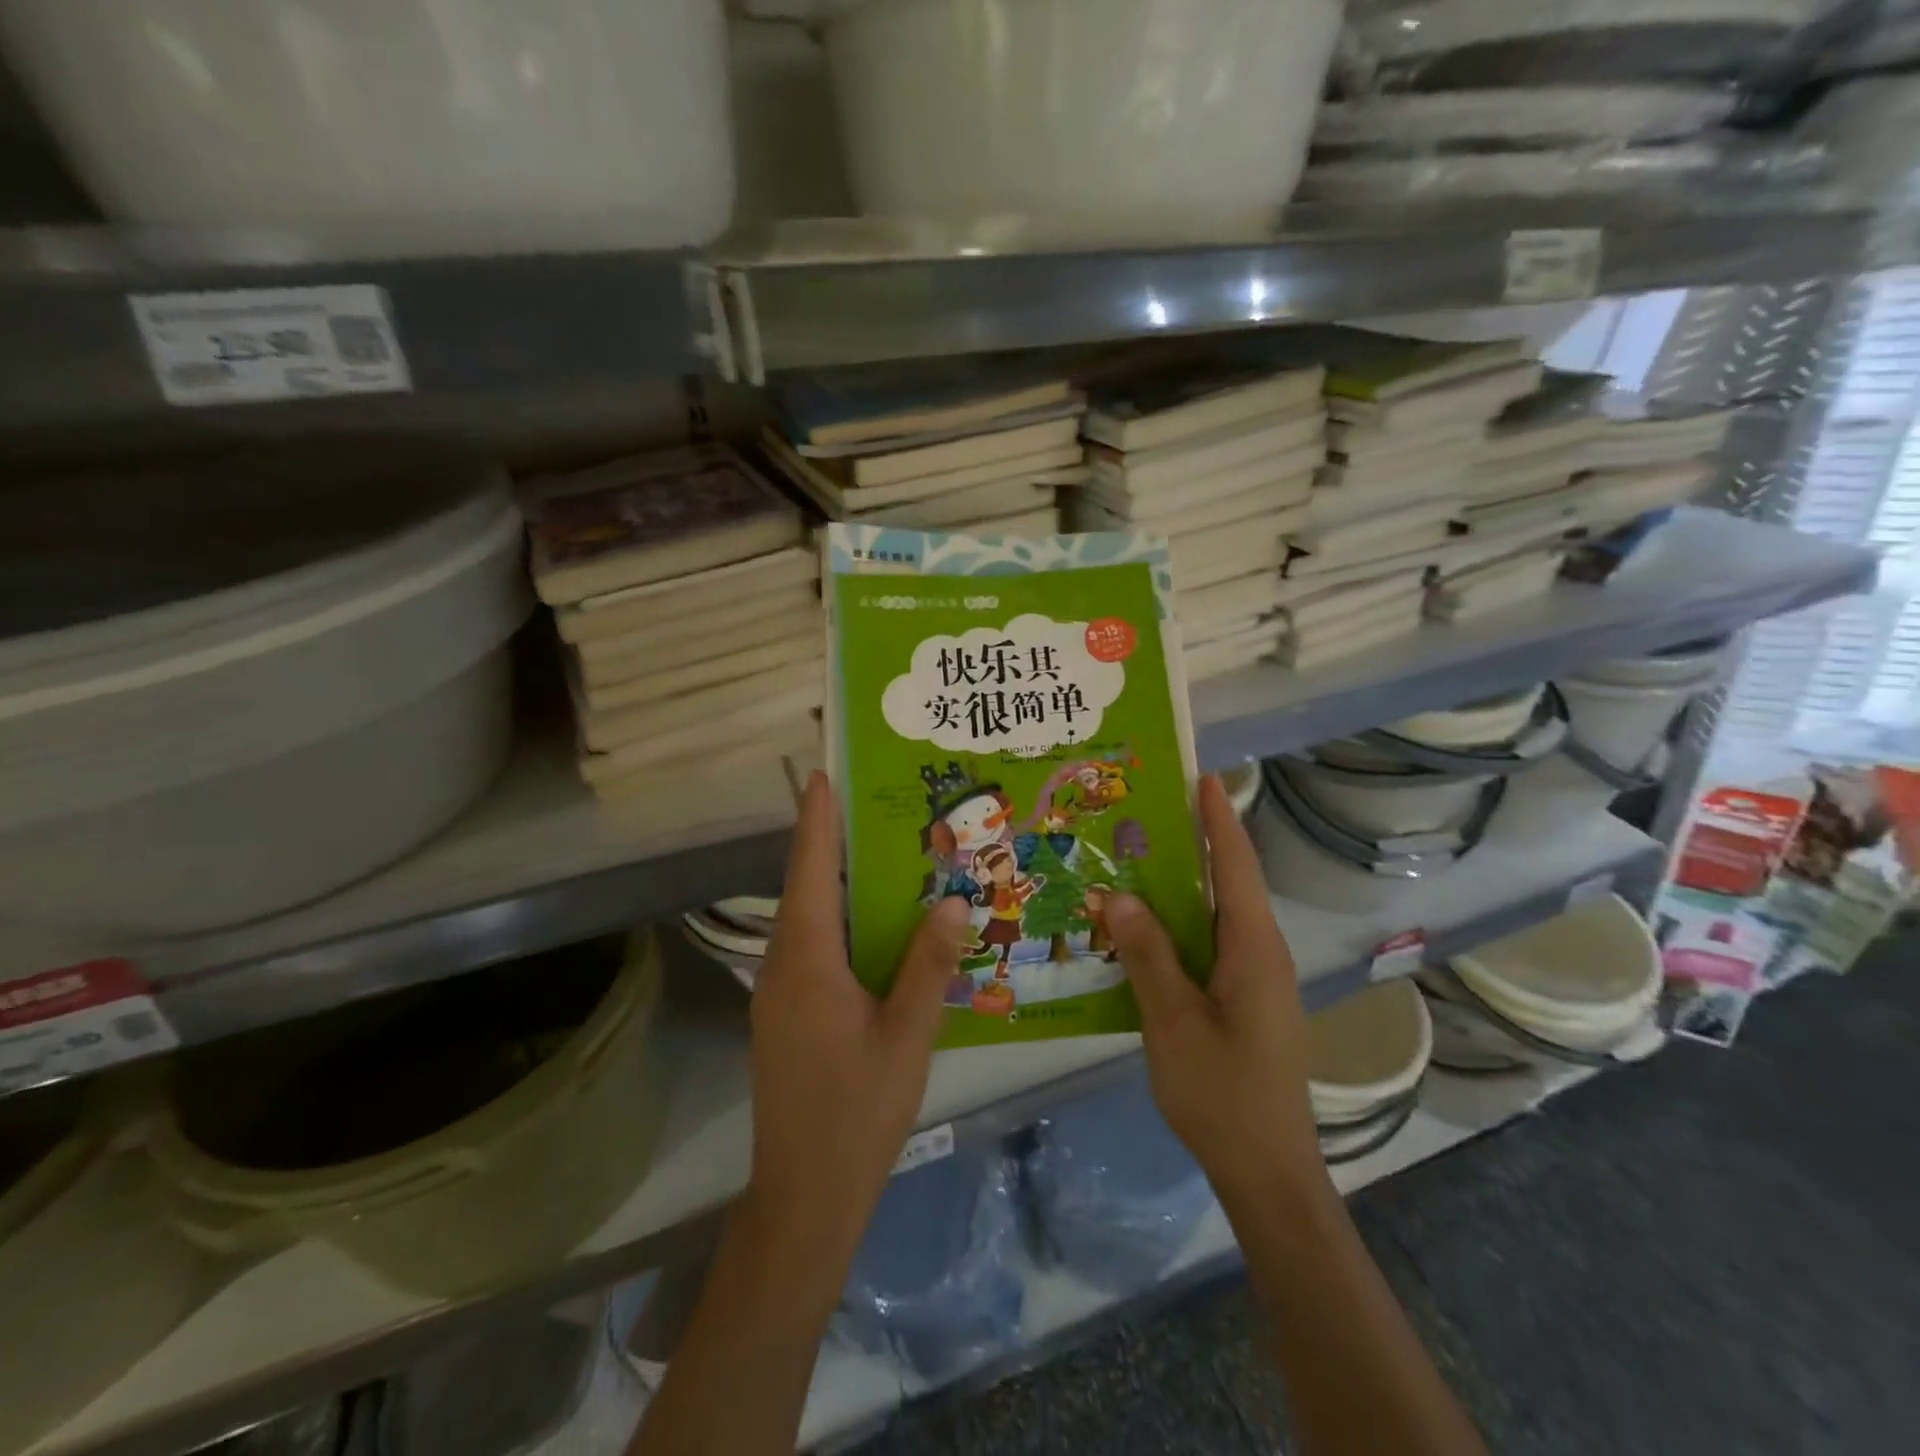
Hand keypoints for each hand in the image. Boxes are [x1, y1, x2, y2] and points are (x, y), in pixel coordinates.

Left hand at [747, 771, 970, 1260]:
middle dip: (829, 841)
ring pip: (807, 919)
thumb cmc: (858, 1109)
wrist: (806, 1193)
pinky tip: (873, 925)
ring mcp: (779, 992)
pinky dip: (837, 920)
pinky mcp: (786, 1014)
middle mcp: (783, 964)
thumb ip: (928, 963)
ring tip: (880, 852)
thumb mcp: (907, 1033)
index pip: (810, 870)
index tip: (824, 775)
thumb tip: (955, 900)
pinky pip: (811, 947)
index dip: (816, 819)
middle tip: (872, 805)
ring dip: (834, 882)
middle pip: (804, 887)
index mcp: (806, 959)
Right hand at [1106, 775, 1328, 1214]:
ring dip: (1179, 887)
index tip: (1201, 775)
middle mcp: (1259, 952)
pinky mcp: (1241, 1000)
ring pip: (1214, 916)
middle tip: (1144, 812)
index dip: (1220, 818)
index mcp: (1253, 947)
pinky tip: (1139, 928)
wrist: (1267, 1170)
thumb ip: (1147, 953)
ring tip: (1132, 859)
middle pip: (1226, 884)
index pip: (1237, 865)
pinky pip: (1206, 945)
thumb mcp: (1173, 1019)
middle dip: (1194, 843)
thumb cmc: (1223, 1092)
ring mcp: (1253, 979)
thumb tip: (1120, 894)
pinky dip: (1176, 926)